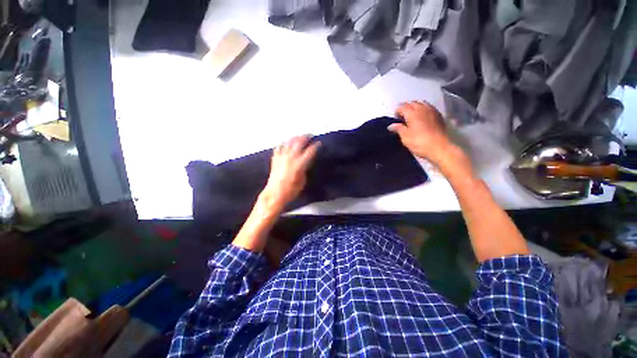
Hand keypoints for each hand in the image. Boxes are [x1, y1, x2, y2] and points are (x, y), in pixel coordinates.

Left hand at [260, 136, 320, 211]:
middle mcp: (290, 158)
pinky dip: (282, 144)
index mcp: (299, 164)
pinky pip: (279, 148)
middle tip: (309, 135)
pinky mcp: (275, 160)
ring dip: (294, 138)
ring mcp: (281, 158)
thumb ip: (304, 170)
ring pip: (288, 143)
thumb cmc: (290, 191)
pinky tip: (284, 143)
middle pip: (298, 143)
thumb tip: (304, 164)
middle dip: (305, 137)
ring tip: (298, 136)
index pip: (309, 151)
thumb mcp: (302, 181)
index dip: (315, 146)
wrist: (275, 194)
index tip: (318, 143)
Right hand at [389, 101, 469, 174]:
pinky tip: (422, 118)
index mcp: (412, 112)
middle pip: (412, 103)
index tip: (395, 120)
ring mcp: (432, 110)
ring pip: (421, 104)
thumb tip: (391, 125)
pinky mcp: (438, 115)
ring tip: (412, 117)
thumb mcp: (405, 137)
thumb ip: (398, 128)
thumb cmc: (419, 142)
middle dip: (406, 108)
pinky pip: (429, 108)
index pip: (401, 106)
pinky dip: (423, 110)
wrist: (439, 147)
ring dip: (415, 108)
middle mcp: (422, 108)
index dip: (396, 112)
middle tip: (402, 119)